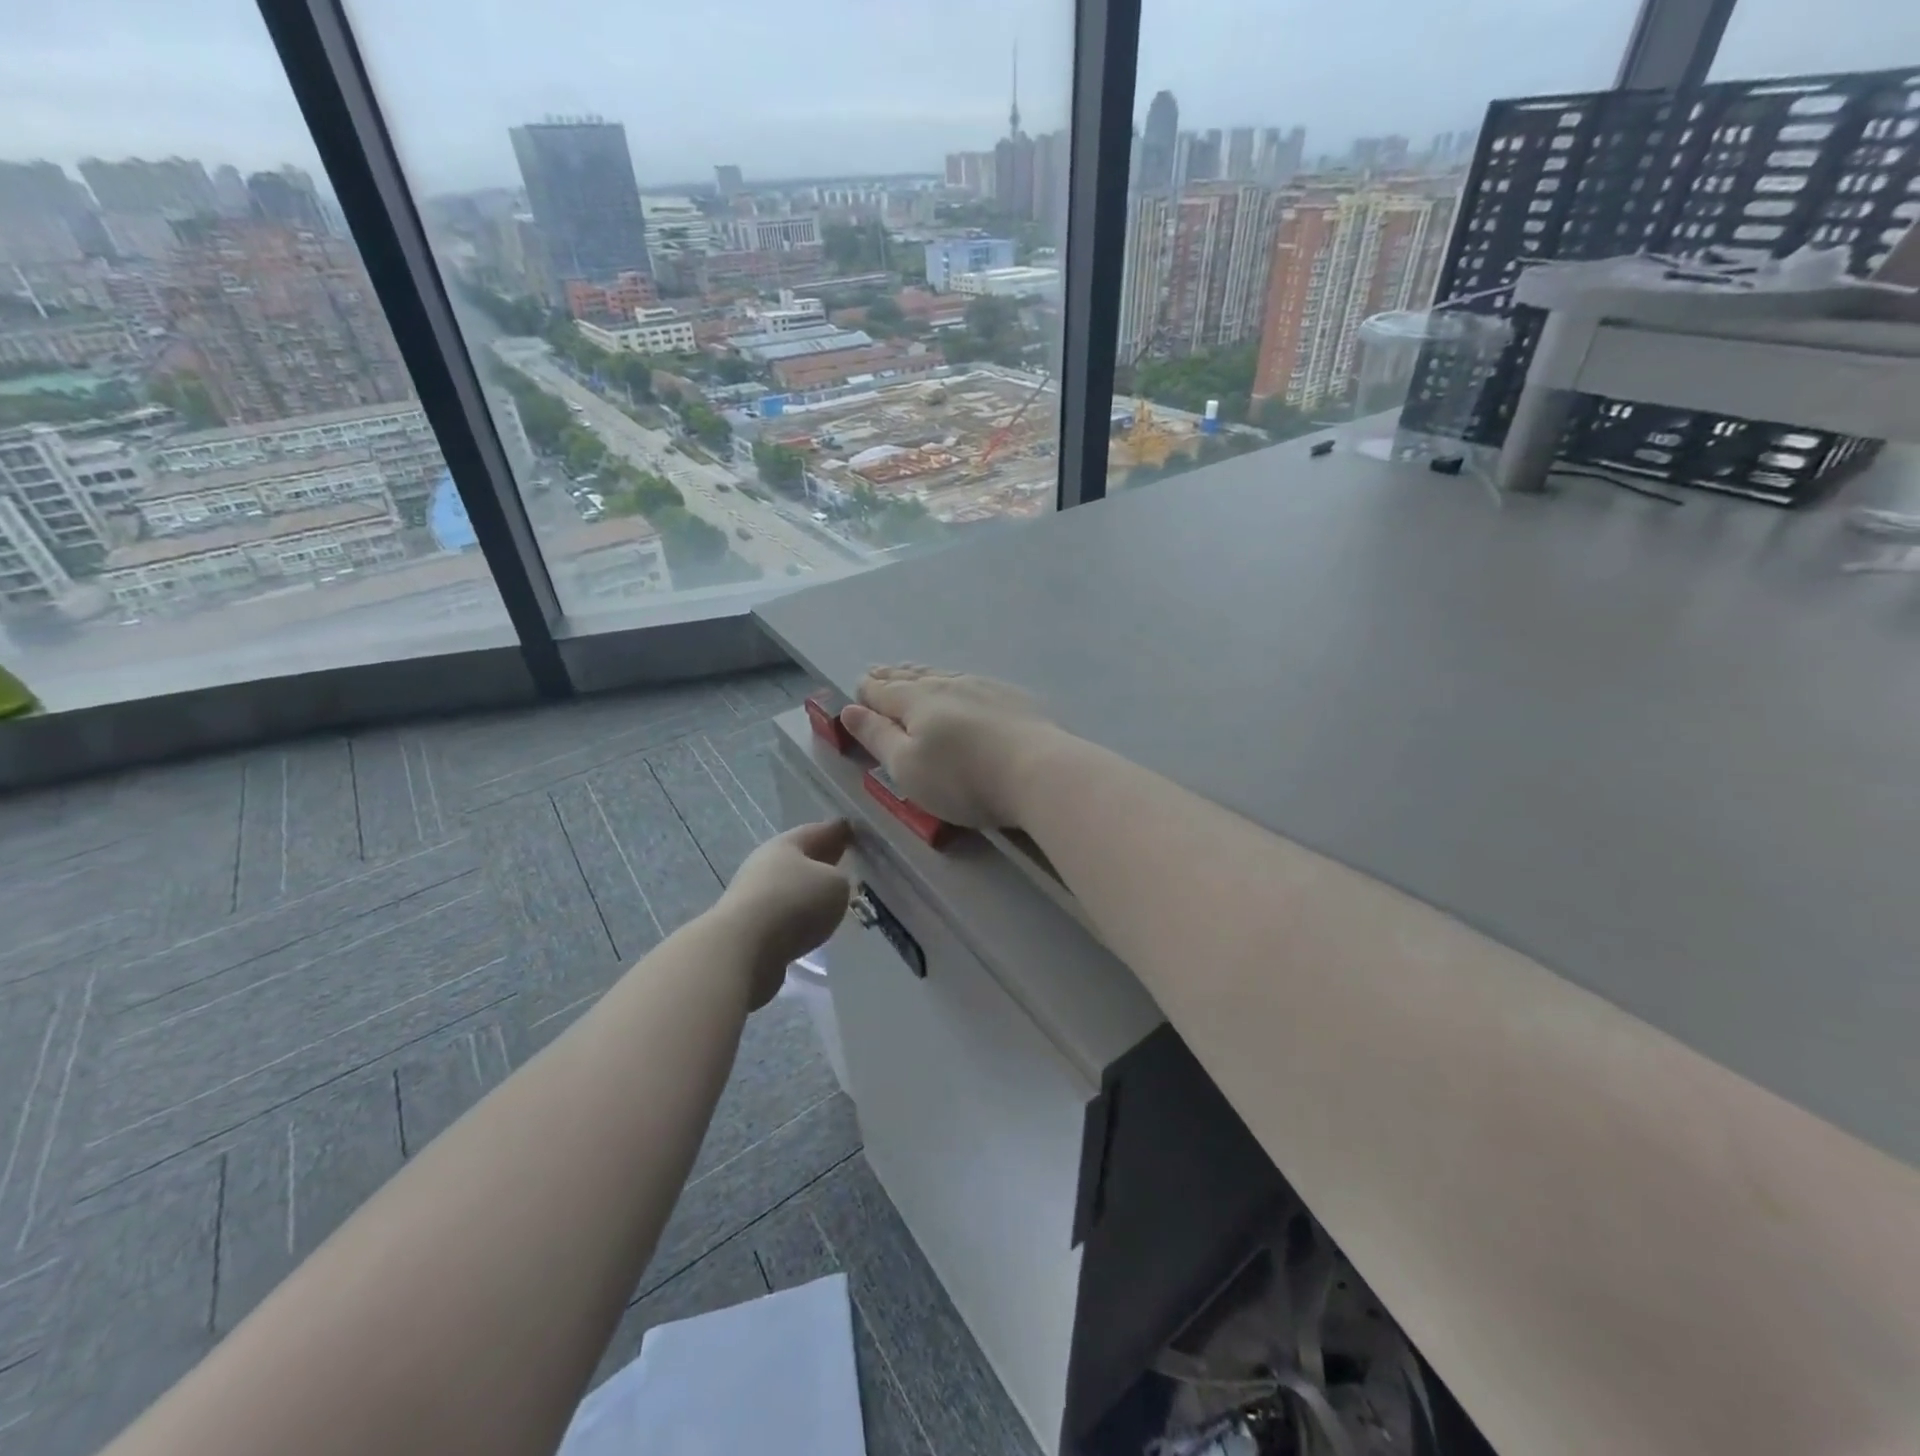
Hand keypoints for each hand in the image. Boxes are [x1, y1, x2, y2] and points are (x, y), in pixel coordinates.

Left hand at [717, 820, 853, 1008]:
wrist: (742, 950)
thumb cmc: (795, 903)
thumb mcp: (836, 885)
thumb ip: (840, 879)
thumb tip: (831, 885)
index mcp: (786, 844)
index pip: (818, 831)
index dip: (838, 830)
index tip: (853, 829)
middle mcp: (765, 864)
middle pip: (800, 858)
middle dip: (822, 859)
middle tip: (845, 859)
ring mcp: (752, 896)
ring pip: (790, 887)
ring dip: (808, 890)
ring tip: (831, 897)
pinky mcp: (748, 928)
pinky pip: (782, 915)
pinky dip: (797, 916)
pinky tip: (810, 924)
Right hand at [840, 666, 1058, 828]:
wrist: (1039, 772)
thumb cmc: (962, 779)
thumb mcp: (907, 767)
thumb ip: (877, 737)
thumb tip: (849, 709)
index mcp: (917, 701)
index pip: (884, 691)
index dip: (868, 690)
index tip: (858, 685)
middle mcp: (949, 685)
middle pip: (913, 677)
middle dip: (892, 676)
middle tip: (878, 671)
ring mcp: (985, 687)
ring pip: (944, 675)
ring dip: (922, 674)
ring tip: (912, 672)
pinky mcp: (1014, 698)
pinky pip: (972, 681)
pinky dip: (955, 681)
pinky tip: (961, 685)